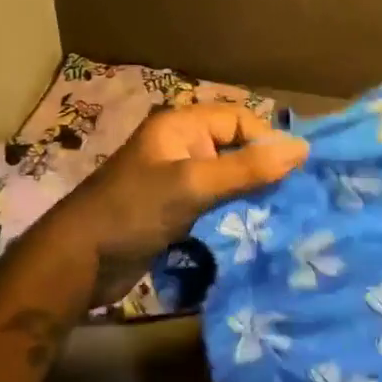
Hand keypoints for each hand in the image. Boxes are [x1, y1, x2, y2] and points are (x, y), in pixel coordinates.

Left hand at [42, 103, 308, 290]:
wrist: (79, 261)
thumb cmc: (134, 211)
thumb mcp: (193, 185)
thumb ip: (247, 169)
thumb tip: (302, 148)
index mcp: (181, 126)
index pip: (239, 120)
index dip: (267, 142)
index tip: (295, 174)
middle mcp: (180, 146)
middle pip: (235, 148)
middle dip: (263, 170)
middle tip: (296, 198)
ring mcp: (176, 180)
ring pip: (227, 178)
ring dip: (250, 194)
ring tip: (282, 216)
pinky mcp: (174, 211)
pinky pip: (214, 203)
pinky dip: (233, 213)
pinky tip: (254, 230)